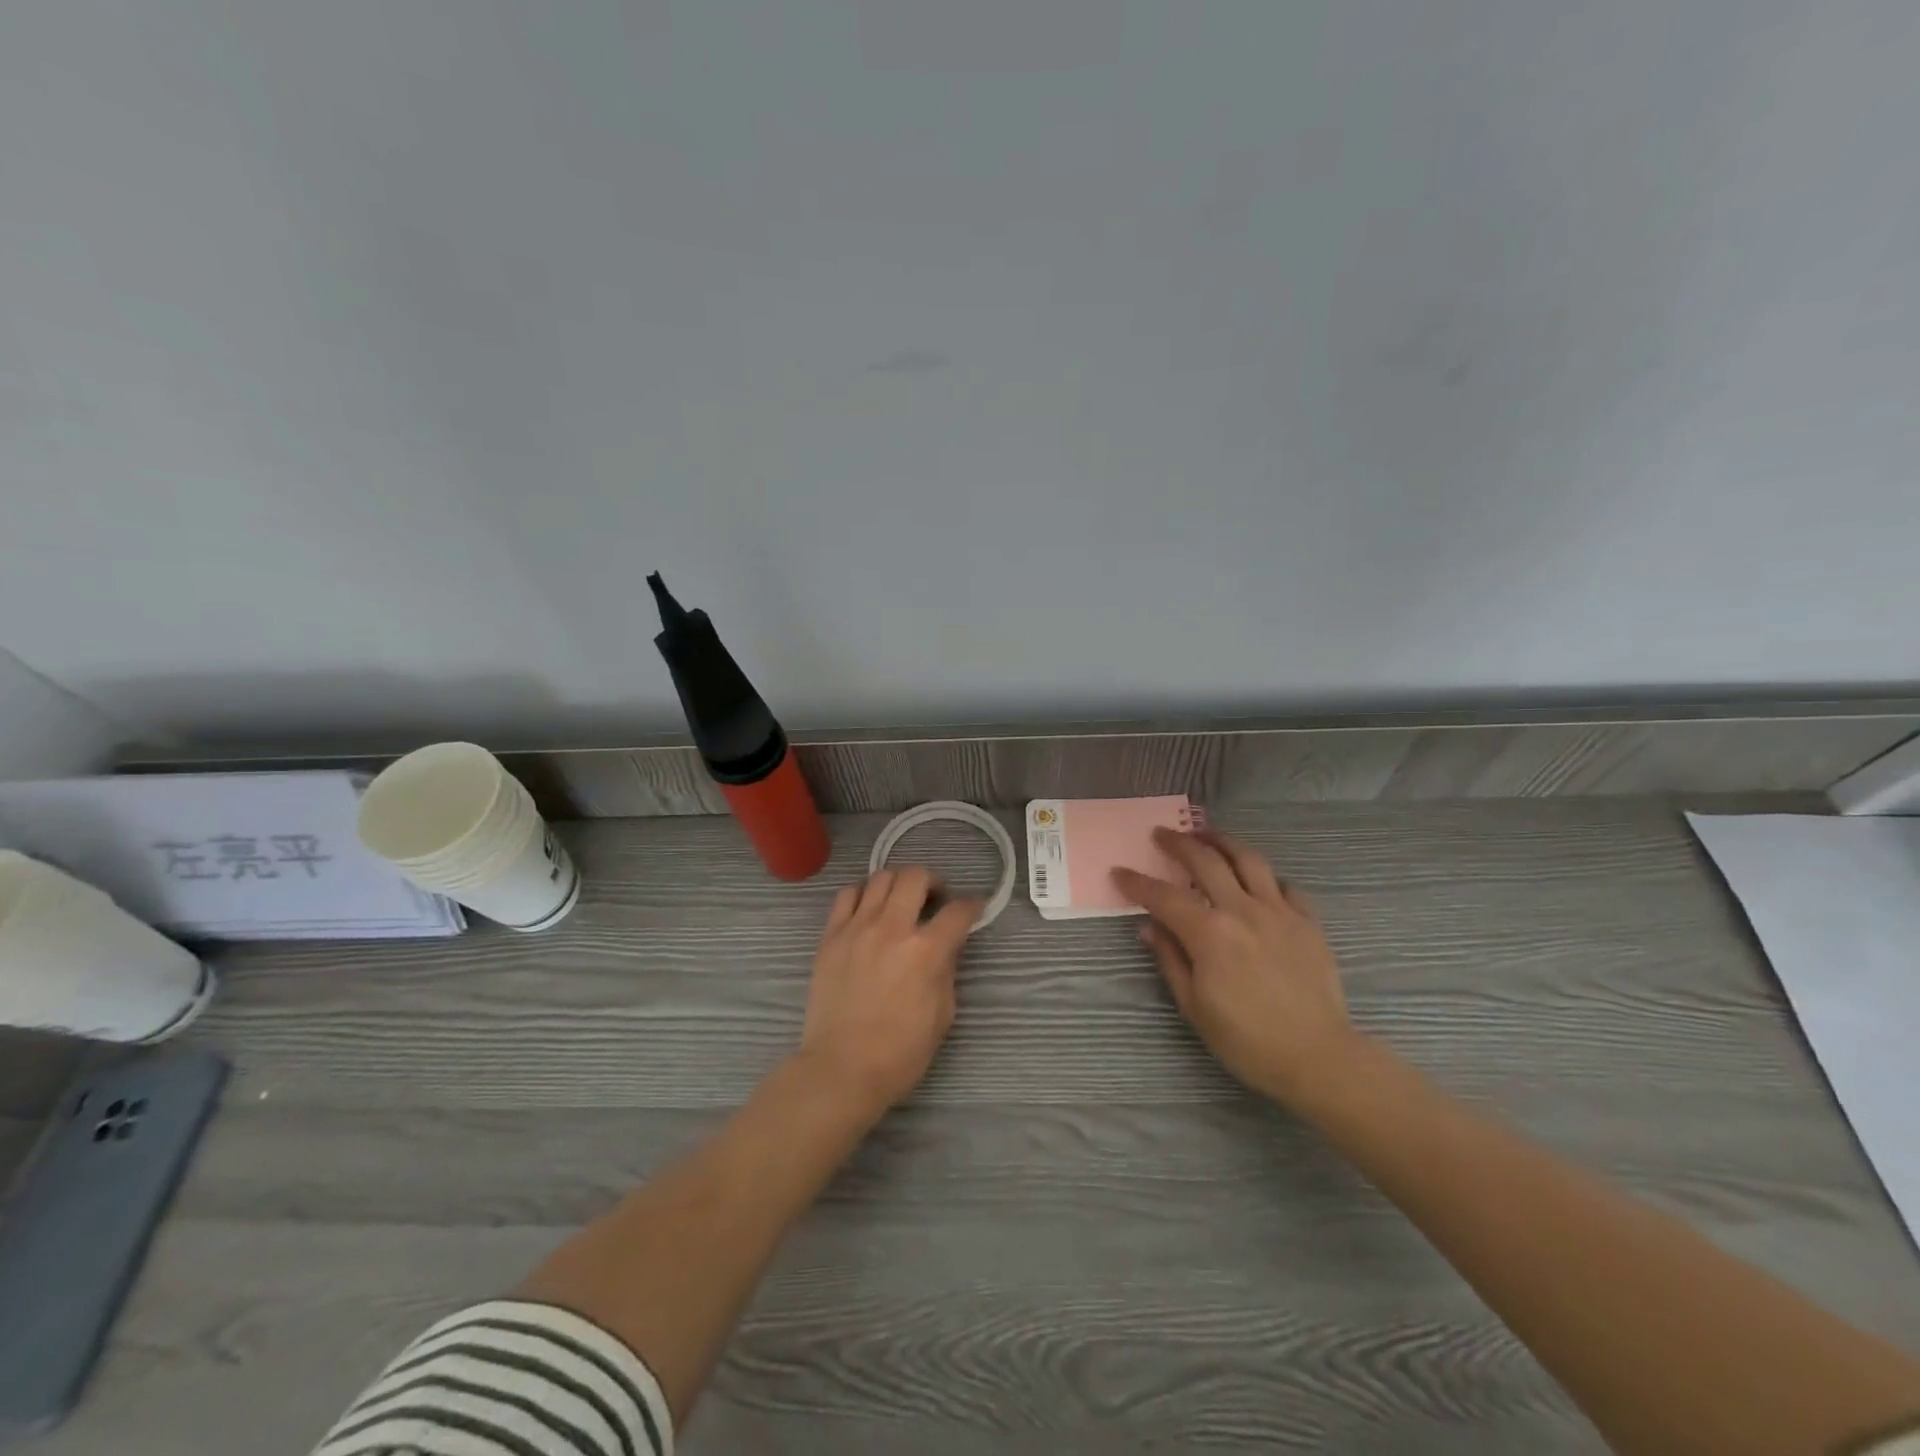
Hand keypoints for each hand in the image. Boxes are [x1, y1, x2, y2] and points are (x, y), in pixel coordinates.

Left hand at [797, 867, 980, 1118]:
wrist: (842, 1068)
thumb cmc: (900, 1052)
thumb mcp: (942, 1014)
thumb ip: (946, 970)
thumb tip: (945, 946)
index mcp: (926, 951)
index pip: (958, 911)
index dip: (972, 905)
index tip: (974, 907)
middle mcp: (892, 928)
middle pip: (916, 877)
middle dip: (933, 882)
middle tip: (935, 899)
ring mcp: (857, 928)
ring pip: (881, 877)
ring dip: (898, 884)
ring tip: (900, 901)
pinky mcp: (831, 936)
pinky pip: (848, 895)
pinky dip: (864, 894)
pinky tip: (869, 910)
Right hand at [1113, 828, 1359, 1108]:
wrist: (1318, 1058)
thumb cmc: (1247, 1040)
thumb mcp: (1195, 1006)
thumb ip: (1170, 959)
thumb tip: (1149, 927)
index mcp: (1209, 934)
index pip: (1163, 897)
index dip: (1137, 883)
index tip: (1119, 872)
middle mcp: (1242, 911)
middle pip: (1205, 862)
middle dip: (1178, 844)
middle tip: (1161, 834)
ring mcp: (1279, 912)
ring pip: (1249, 859)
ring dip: (1223, 841)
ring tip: (1207, 834)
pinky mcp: (1308, 922)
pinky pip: (1285, 886)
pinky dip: (1266, 877)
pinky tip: (1258, 881)